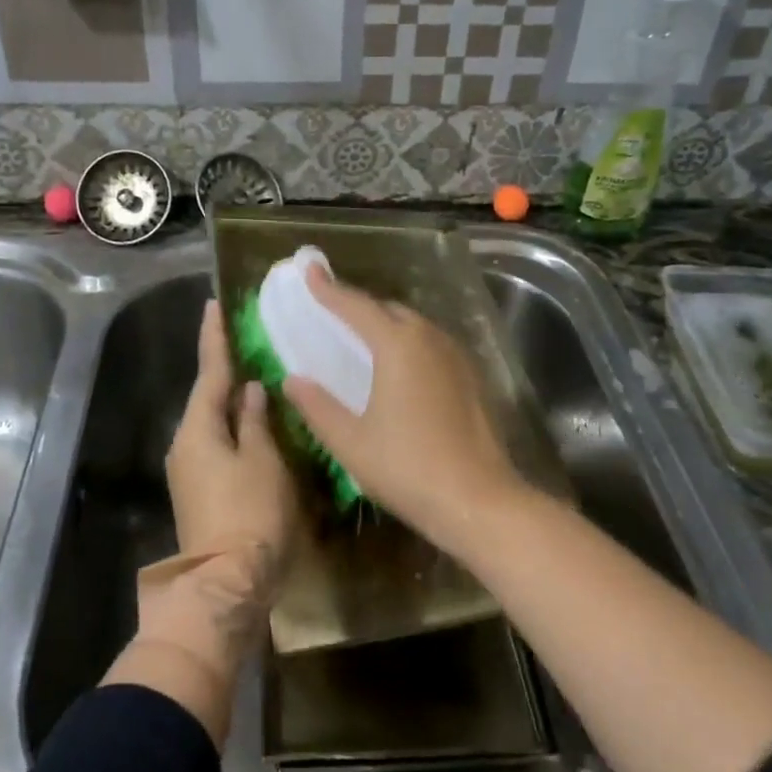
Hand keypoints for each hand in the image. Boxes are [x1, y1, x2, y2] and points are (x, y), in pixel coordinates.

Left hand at [160, 300, 305, 640]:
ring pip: (213, 422)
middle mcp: (185, 445)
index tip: (214, 306)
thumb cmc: (251, 515)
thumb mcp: (263, 461)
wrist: (226, 584)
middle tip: (243, 338)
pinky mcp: (200, 491)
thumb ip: (256, 421)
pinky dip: (234, 426)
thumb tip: (249, 391)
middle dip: (224, 368)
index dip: (214, 338)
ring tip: (256, 375)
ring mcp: (189, 471)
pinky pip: (217, 443)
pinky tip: (255, 421)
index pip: (209, 372)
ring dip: (231, 399)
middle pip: (207, 396)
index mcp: (198, 430)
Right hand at [282, 265, 525, 554]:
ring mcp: (456, 356)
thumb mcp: (350, 442)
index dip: (329, 289)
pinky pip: (432, 344)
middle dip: (359, 305)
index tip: (309, 270)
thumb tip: (292, 380)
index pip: (356, 306)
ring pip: (414, 325)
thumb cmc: (407, 469)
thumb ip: (317, 406)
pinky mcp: (472, 377)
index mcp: (398, 346)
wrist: (479, 501)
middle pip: (388, 309)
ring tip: (362, 336)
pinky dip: (408, 342)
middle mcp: (430, 339)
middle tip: (331, 310)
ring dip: (386, 323)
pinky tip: (399, 366)